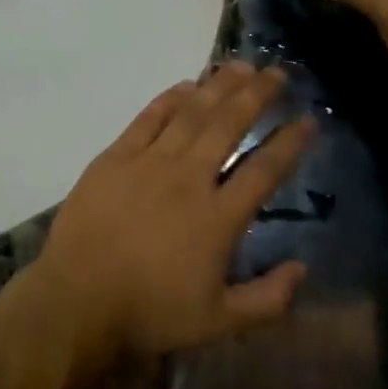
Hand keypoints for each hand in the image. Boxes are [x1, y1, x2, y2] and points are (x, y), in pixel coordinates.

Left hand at [33, 63, 311, 367]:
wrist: (80, 296)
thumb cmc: (151, 311)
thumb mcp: (220, 322)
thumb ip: (269, 299)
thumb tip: (302, 268)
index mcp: (217, 218)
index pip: (263, 171)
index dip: (288, 144)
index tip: (307, 121)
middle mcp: (188, 179)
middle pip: (227, 126)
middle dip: (255, 96)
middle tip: (277, 73)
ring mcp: (149, 162)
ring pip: (190, 114)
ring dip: (217, 87)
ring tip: (239, 65)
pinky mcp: (116, 156)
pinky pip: (147, 119)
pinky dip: (168, 99)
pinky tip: (185, 85)